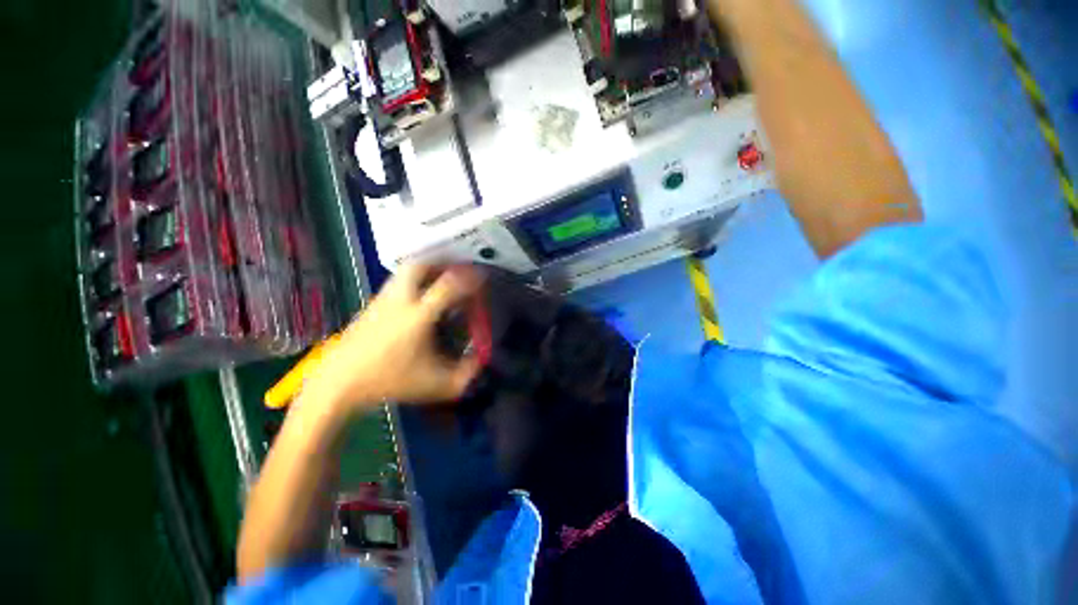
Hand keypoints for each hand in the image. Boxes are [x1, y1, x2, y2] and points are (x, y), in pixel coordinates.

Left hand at [303, 263, 484, 410]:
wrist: (339, 383)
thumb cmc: (390, 382)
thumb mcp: (436, 385)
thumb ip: (465, 373)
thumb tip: (480, 359)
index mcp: (418, 316)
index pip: (447, 286)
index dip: (468, 278)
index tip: (481, 275)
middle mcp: (400, 301)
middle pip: (419, 265)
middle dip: (442, 261)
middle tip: (456, 267)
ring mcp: (383, 300)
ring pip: (405, 271)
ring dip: (426, 268)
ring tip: (441, 276)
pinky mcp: (372, 304)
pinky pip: (398, 282)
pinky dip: (413, 279)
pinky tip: (420, 294)